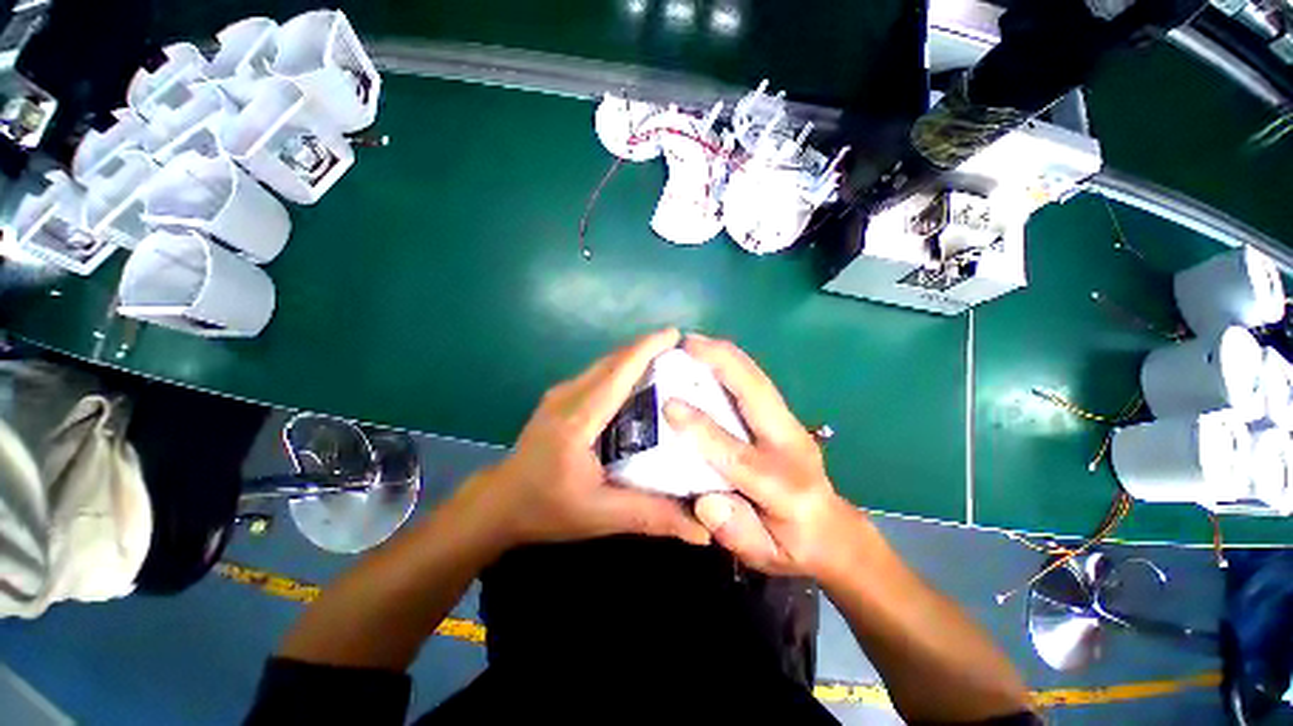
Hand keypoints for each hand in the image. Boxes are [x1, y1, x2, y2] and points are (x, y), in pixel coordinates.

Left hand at [464, 328, 710, 549]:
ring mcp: (560, 394)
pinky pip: (597, 374)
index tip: (674, 334)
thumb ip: (651, 516)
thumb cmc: (546, 508)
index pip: (617, 373)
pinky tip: (638, 380)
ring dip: (634, 356)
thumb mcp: (600, 516)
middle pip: (612, 361)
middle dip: (646, 347)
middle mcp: (567, 397)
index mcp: (577, 420)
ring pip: (604, 365)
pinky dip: (621, 368)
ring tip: (667, 360)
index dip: (646, 349)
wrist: (499, 503)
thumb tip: (703, 529)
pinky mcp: (559, 398)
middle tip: (682, 350)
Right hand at [663, 334, 855, 575]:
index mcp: (785, 486)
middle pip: (757, 394)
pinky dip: (733, 363)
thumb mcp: (764, 555)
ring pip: (758, 379)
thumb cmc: (794, 545)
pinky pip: (756, 382)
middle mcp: (791, 444)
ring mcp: (791, 424)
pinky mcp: (784, 416)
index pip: (737, 455)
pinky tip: (711, 355)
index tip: (669, 405)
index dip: (701, 429)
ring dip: (726, 355)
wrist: (834, 531)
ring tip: (694, 342)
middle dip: (722, 362)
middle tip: (687, 343)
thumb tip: (704, 501)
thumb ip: (736, 531)